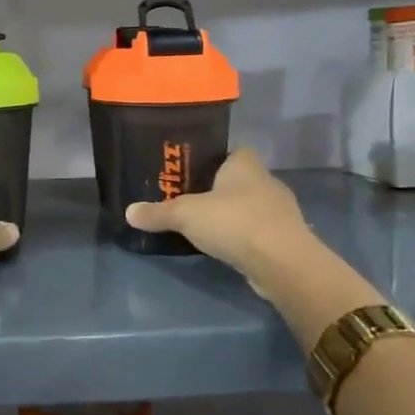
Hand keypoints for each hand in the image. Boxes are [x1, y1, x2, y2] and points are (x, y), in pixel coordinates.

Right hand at [125, 149, 306, 280]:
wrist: (283, 263)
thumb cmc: (234, 222)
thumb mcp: (185, 215)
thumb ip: (157, 213)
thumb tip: (128, 212)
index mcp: (245, 164)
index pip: (232, 151)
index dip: (214, 159)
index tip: (192, 171)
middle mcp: (267, 182)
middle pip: (240, 180)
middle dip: (219, 189)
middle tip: (191, 200)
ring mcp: (281, 212)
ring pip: (251, 206)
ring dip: (233, 215)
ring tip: (205, 227)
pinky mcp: (286, 239)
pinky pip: (259, 231)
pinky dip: (244, 237)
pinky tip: (227, 248)